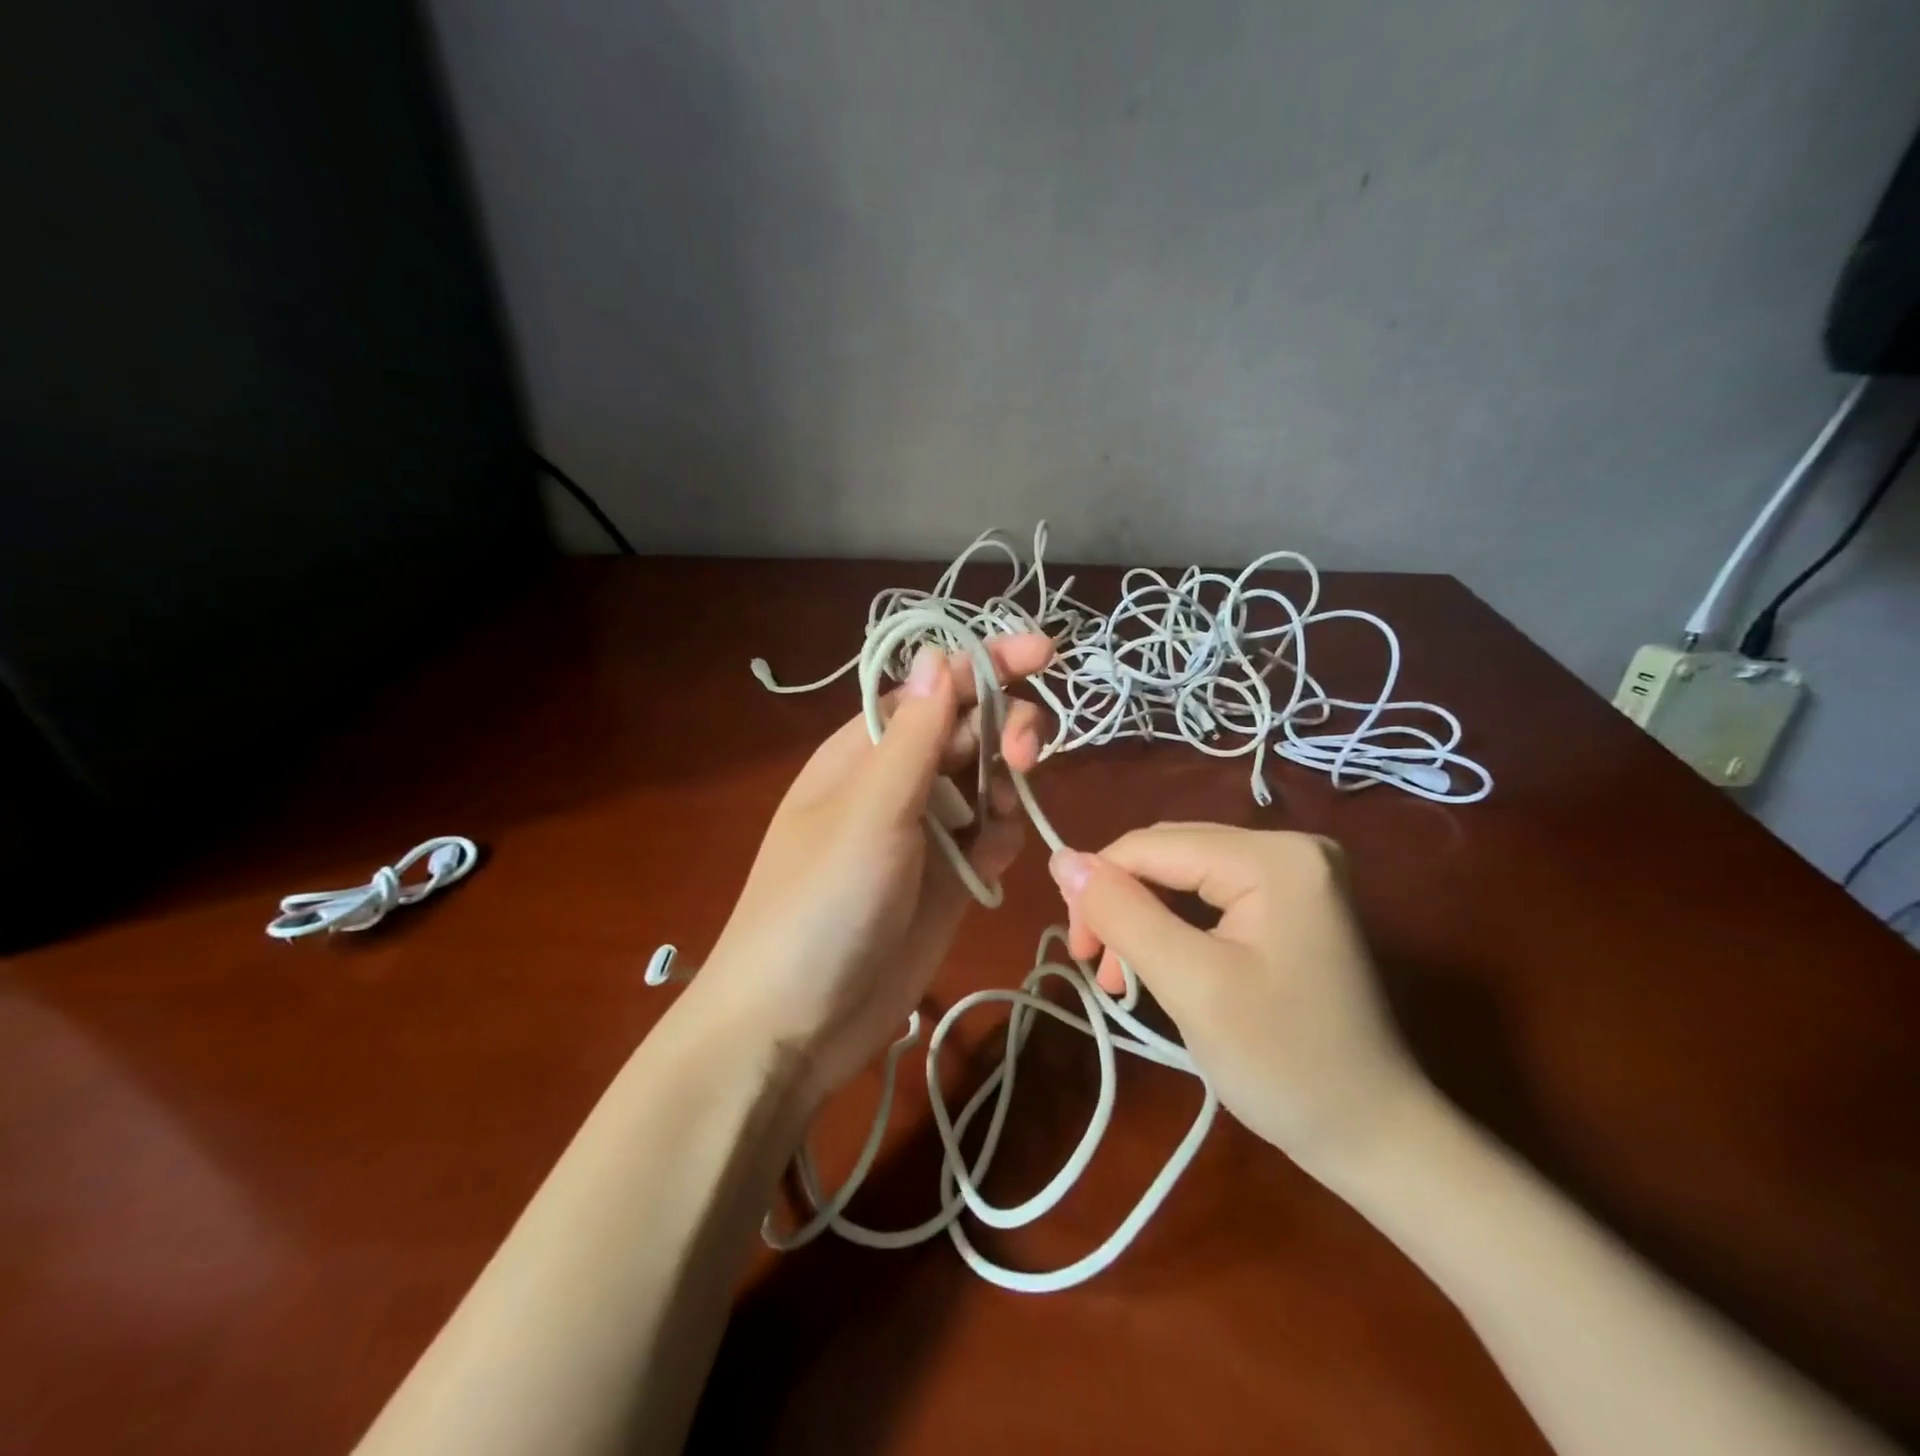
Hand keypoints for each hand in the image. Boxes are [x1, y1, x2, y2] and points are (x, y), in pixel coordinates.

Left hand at [689, 635, 1052, 1106]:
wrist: (795, 1023)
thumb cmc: (820, 904)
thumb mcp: (870, 812)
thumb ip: (914, 735)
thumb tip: (937, 653)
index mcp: (866, 749)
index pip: (936, 687)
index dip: (987, 663)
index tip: (1044, 652)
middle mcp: (898, 781)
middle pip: (970, 730)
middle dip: (1005, 730)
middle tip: (1025, 758)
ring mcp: (925, 832)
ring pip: (988, 783)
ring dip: (1007, 788)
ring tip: (998, 823)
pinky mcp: (947, 879)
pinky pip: (989, 838)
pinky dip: (999, 840)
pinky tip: (989, 866)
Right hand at [1048, 824, 1427, 1178]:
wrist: (1375, 1136)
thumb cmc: (1283, 1064)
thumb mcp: (1189, 984)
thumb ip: (1121, 913)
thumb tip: (1060, 857)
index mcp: (1272, 856)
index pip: (1153, 846)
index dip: (1099, 886)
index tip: (1079, 952)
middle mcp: (1289, 845)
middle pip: (1168, 855)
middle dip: (1123, 905)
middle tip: (1102, 969)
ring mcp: (1297, 873)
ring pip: (1184, 875)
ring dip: (1144, 919)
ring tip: (1126, 980)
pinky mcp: (1294, 901)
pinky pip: (1211, 895)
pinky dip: (1175, 926)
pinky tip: (1162, 964)